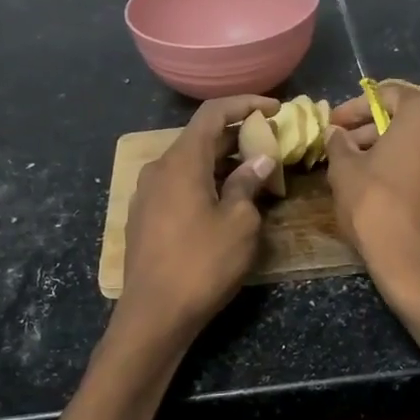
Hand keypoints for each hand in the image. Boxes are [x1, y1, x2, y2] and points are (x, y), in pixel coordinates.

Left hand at [121, 94, 279, 337]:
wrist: (153, 315)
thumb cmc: (202, 264)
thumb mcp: (239, 223)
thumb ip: (248, 184)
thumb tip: (259, 160)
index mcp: (182, 161)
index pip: (213, 113)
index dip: (245, 104)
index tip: (275, 109)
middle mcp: (159, 168)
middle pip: (200, 137)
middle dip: (237, 135)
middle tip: (271, 143)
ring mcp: (147, 193)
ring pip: (189, 163)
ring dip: (222, 161)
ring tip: (255, 173)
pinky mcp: (145, 216)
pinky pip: (179, 184)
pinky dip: (205, 180)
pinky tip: (225, 199)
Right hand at [324, 84, 419, 304]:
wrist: (418, 265)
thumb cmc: (376, 206)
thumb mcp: (344, 171)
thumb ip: (339, 144)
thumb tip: (336, 134)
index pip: (387, 94)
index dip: (355, 108)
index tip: (334, 124)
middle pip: (411, 119)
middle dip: (376, 130)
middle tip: (348, 148)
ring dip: (398, 152)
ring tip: (369, 172)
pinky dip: (419, 175)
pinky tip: (397, 194)